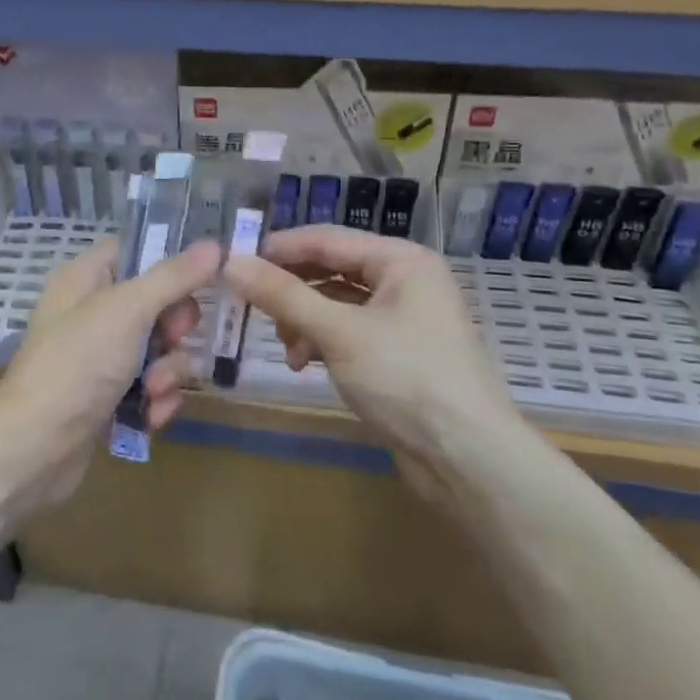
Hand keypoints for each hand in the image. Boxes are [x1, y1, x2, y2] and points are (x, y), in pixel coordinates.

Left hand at [0, 237, 221, 513]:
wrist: (34, 449)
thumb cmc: (77, 364)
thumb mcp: (127, 311)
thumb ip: (173, 277)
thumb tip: (214, 244)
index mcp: (85, 279)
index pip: (135, 250)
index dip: (170, 259)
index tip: (207, 271)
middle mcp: (91, 313)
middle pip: (156, 303)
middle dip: (174, 327)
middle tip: (173, 338)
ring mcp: (99, 358)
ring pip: (159, 349)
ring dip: (168, 371)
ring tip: (153, 390)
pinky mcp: (108, 398)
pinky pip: (150, 387)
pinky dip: (156, 400)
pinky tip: (150, 417)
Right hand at [222, 226, 527, 468]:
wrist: (468, 460)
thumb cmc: (407, 379)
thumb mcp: (338, 333)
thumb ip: (283, 295)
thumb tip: (231, 263)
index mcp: (402, 260)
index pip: (327, 239)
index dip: (280, 249)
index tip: (235, 263)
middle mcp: (404, 280)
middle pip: (331, 270)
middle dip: (292, 291)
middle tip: (252, 308)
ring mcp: (403, 318)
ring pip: (335, 304)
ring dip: (304, 321)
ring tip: (288, 348)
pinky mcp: (396, 353)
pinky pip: (347, 331)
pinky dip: (322, 342)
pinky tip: (306, 365)